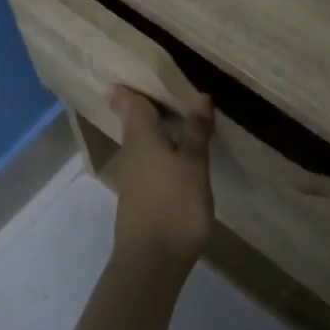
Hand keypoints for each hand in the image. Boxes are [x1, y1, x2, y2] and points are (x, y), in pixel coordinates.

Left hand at [106, 86, 214, 272]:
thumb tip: (199, 96)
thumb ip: (195, 131)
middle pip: (134, 119)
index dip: (133, 85)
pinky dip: (159, 148)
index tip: (139, 68)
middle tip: (166, 86)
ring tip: (178, 114)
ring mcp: (132, 176)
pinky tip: (175, 152)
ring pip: (140, 140)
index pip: (131, 101)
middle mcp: (131, 151)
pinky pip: (147, 159)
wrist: (151, 260)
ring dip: (155, 126)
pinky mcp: (139, 196)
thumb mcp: (194, 164)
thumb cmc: (175, 205)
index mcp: (141, 137)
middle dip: (145, 103)